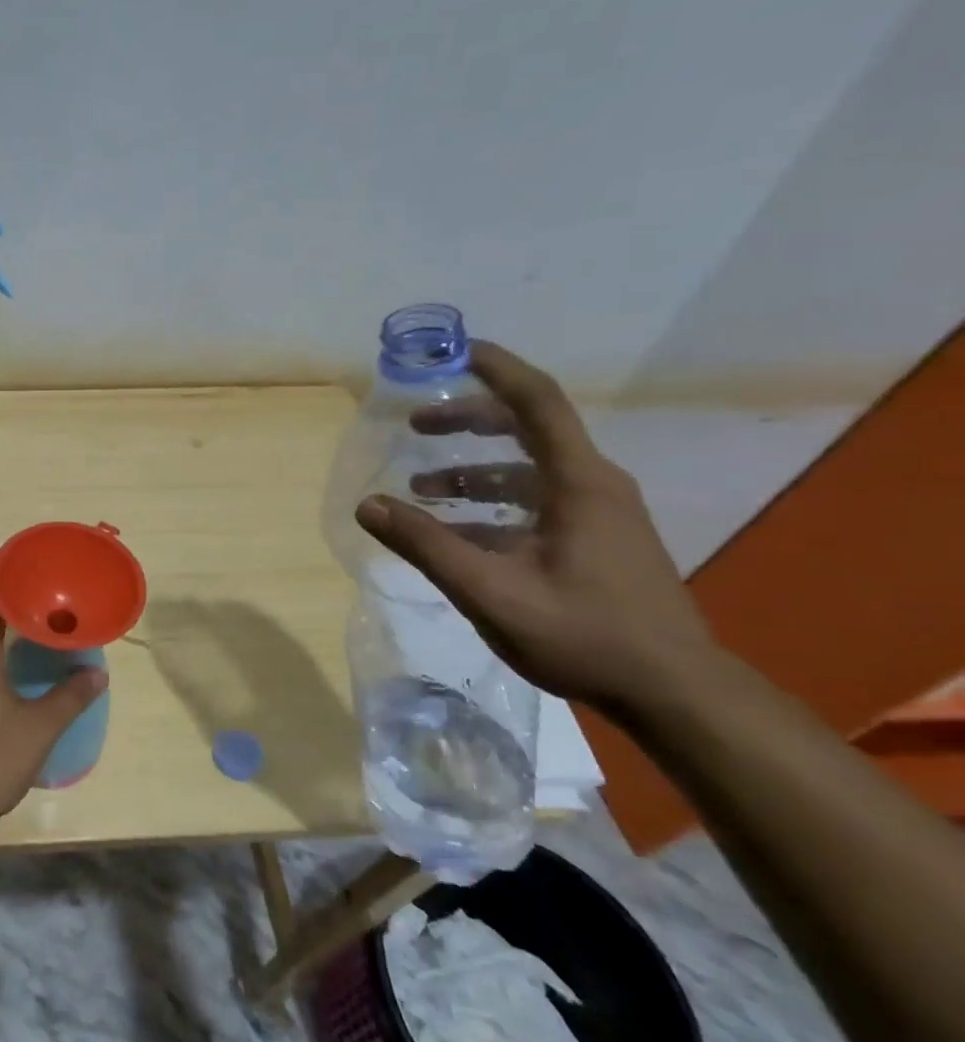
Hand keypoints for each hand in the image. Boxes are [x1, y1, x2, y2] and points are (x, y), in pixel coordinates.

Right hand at [354, 341, 719, 711]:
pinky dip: (490, 505)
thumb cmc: (584, 635)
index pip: (536, 401)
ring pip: (526, 470)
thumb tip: (367, 505)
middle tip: (414, 427)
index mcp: (578, 482)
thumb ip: (427, 545)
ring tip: (421, 490)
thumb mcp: (491, 591)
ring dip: (472, 472)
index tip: (453, 349)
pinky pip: (534, 503)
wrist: (674, 693)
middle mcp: (592, 485)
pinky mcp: (595, 540)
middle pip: (526, 429)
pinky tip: (455, 534)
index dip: (495, 368)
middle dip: (467, 422)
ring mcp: (598, 514)